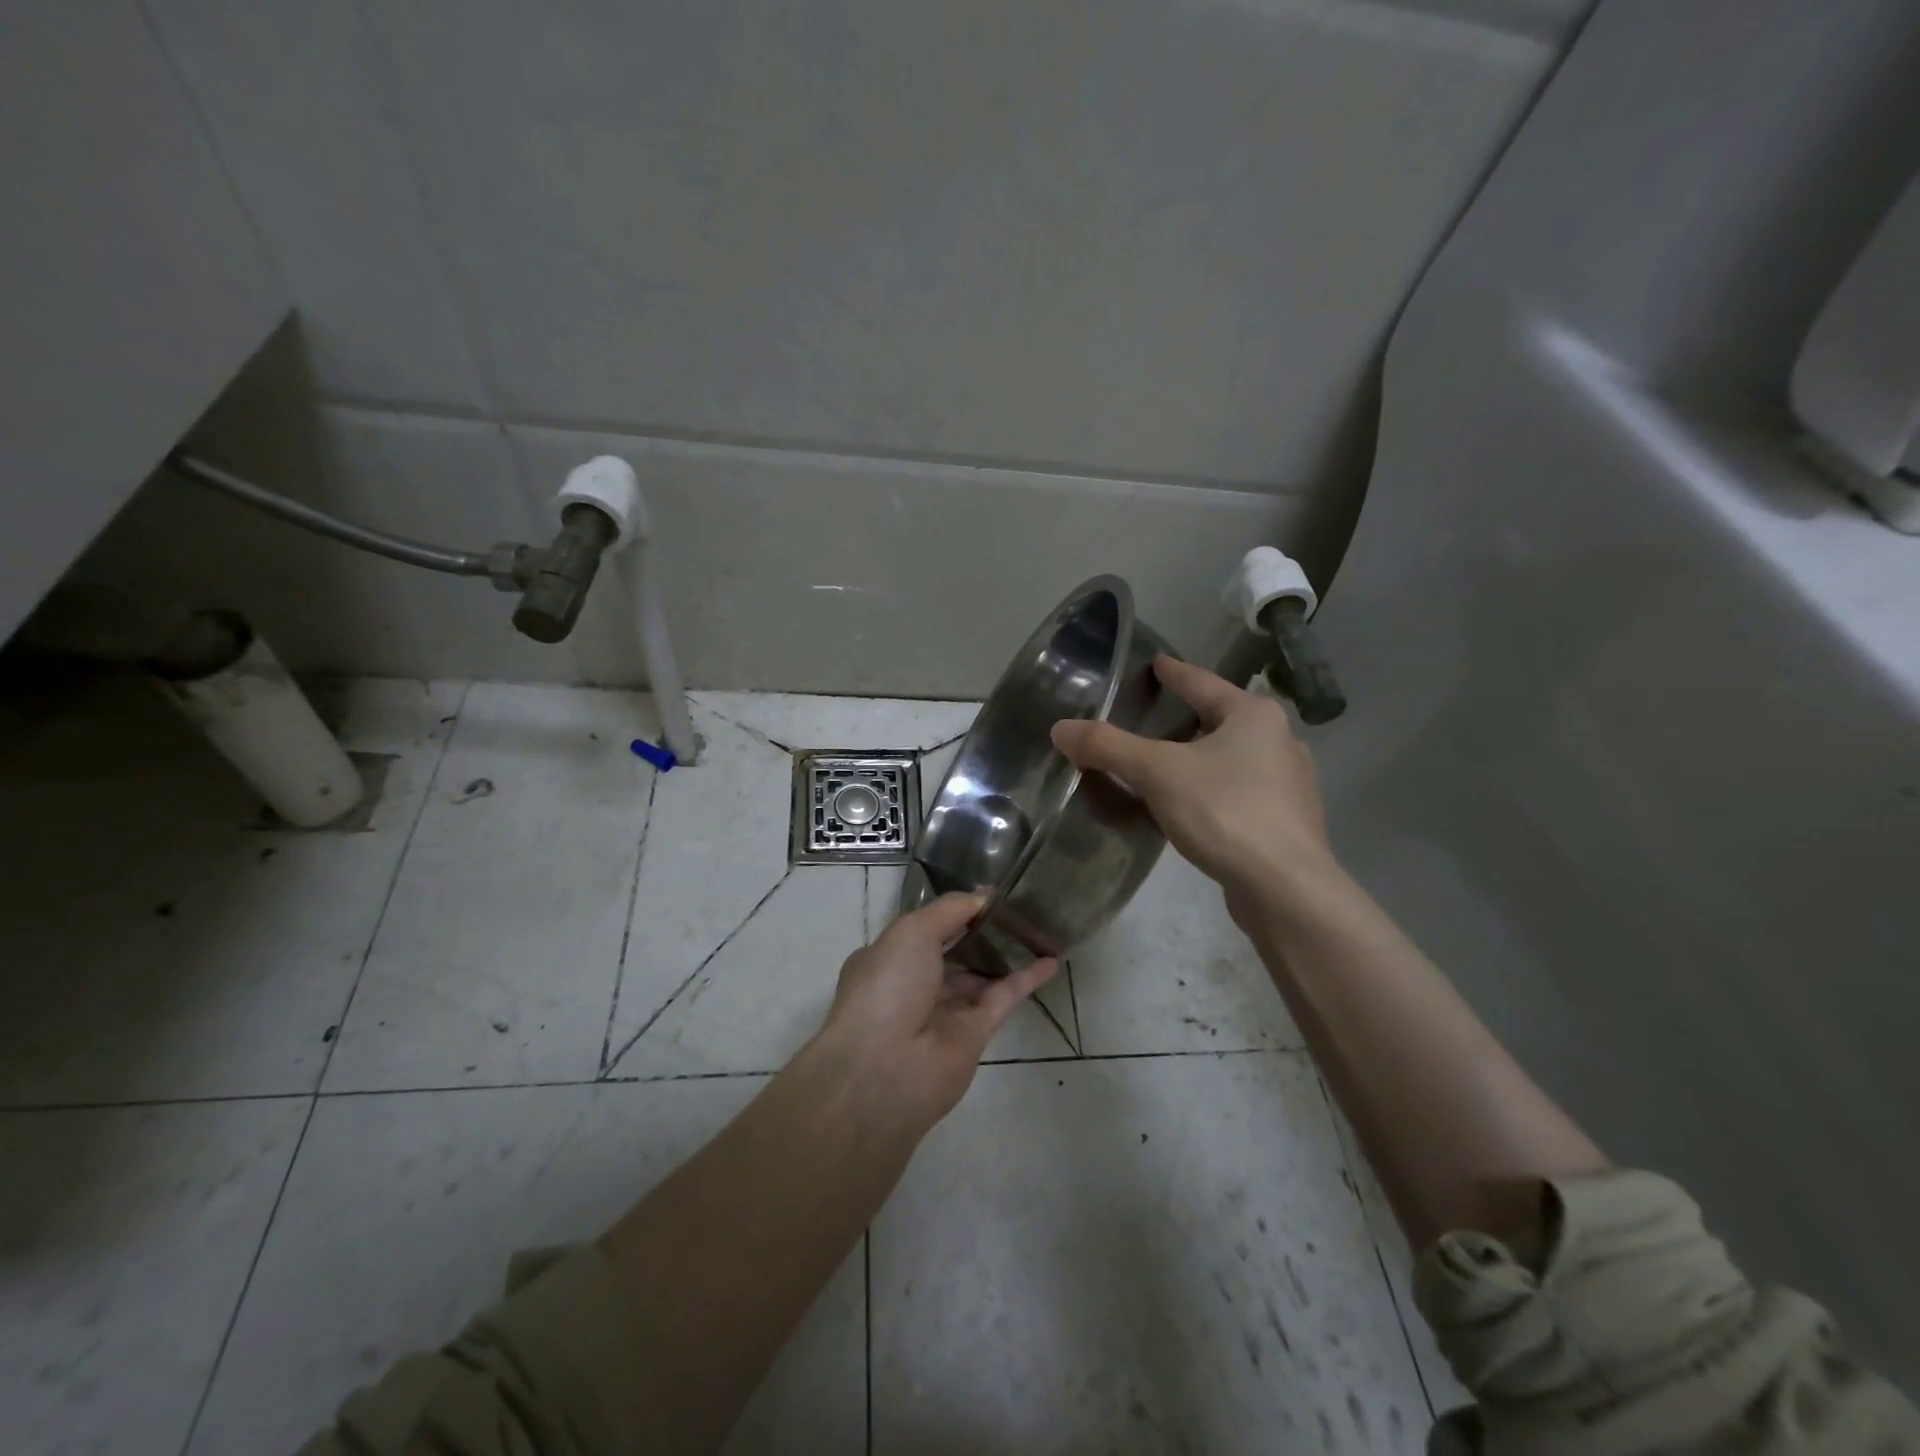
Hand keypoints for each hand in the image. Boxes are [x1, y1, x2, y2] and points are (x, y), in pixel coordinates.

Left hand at [817, 892, 1056, 1125]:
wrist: (885, 1069)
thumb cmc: (888, 987)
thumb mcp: (912, 931)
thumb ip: (950, 910)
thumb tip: (983, 895)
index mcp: (886, 959)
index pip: (921, 930)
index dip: (951, 913)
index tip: (984, 895)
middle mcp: (912, 985)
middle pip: (951, 953)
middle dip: (978, 933)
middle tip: (1014, 908)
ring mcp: (943, 1012)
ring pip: (978, 977)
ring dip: (1003, 955)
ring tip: (1034, 929)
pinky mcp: (974, 1036)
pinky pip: (1003, 999)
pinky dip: (1026, 980)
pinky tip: (1050, 961)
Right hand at [1051, 655, 1334, 910]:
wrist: (1285, 887)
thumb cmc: (1225, 811)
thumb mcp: (1158, 773)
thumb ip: (1108, 747)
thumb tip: (1060, 729)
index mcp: (1253, 715)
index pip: (1203, 682)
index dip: (1174, 673)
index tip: (1156, 663)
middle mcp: (1279, 741)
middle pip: (1222, 719)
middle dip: (1189, 717)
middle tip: (1154, 717)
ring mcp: (1290, 784)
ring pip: (1235, 758)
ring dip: (1203, 757)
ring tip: (1171, 763)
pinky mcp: (1288, 822)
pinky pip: (1242, 792)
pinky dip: (1215, 790)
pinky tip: (1196, 806)